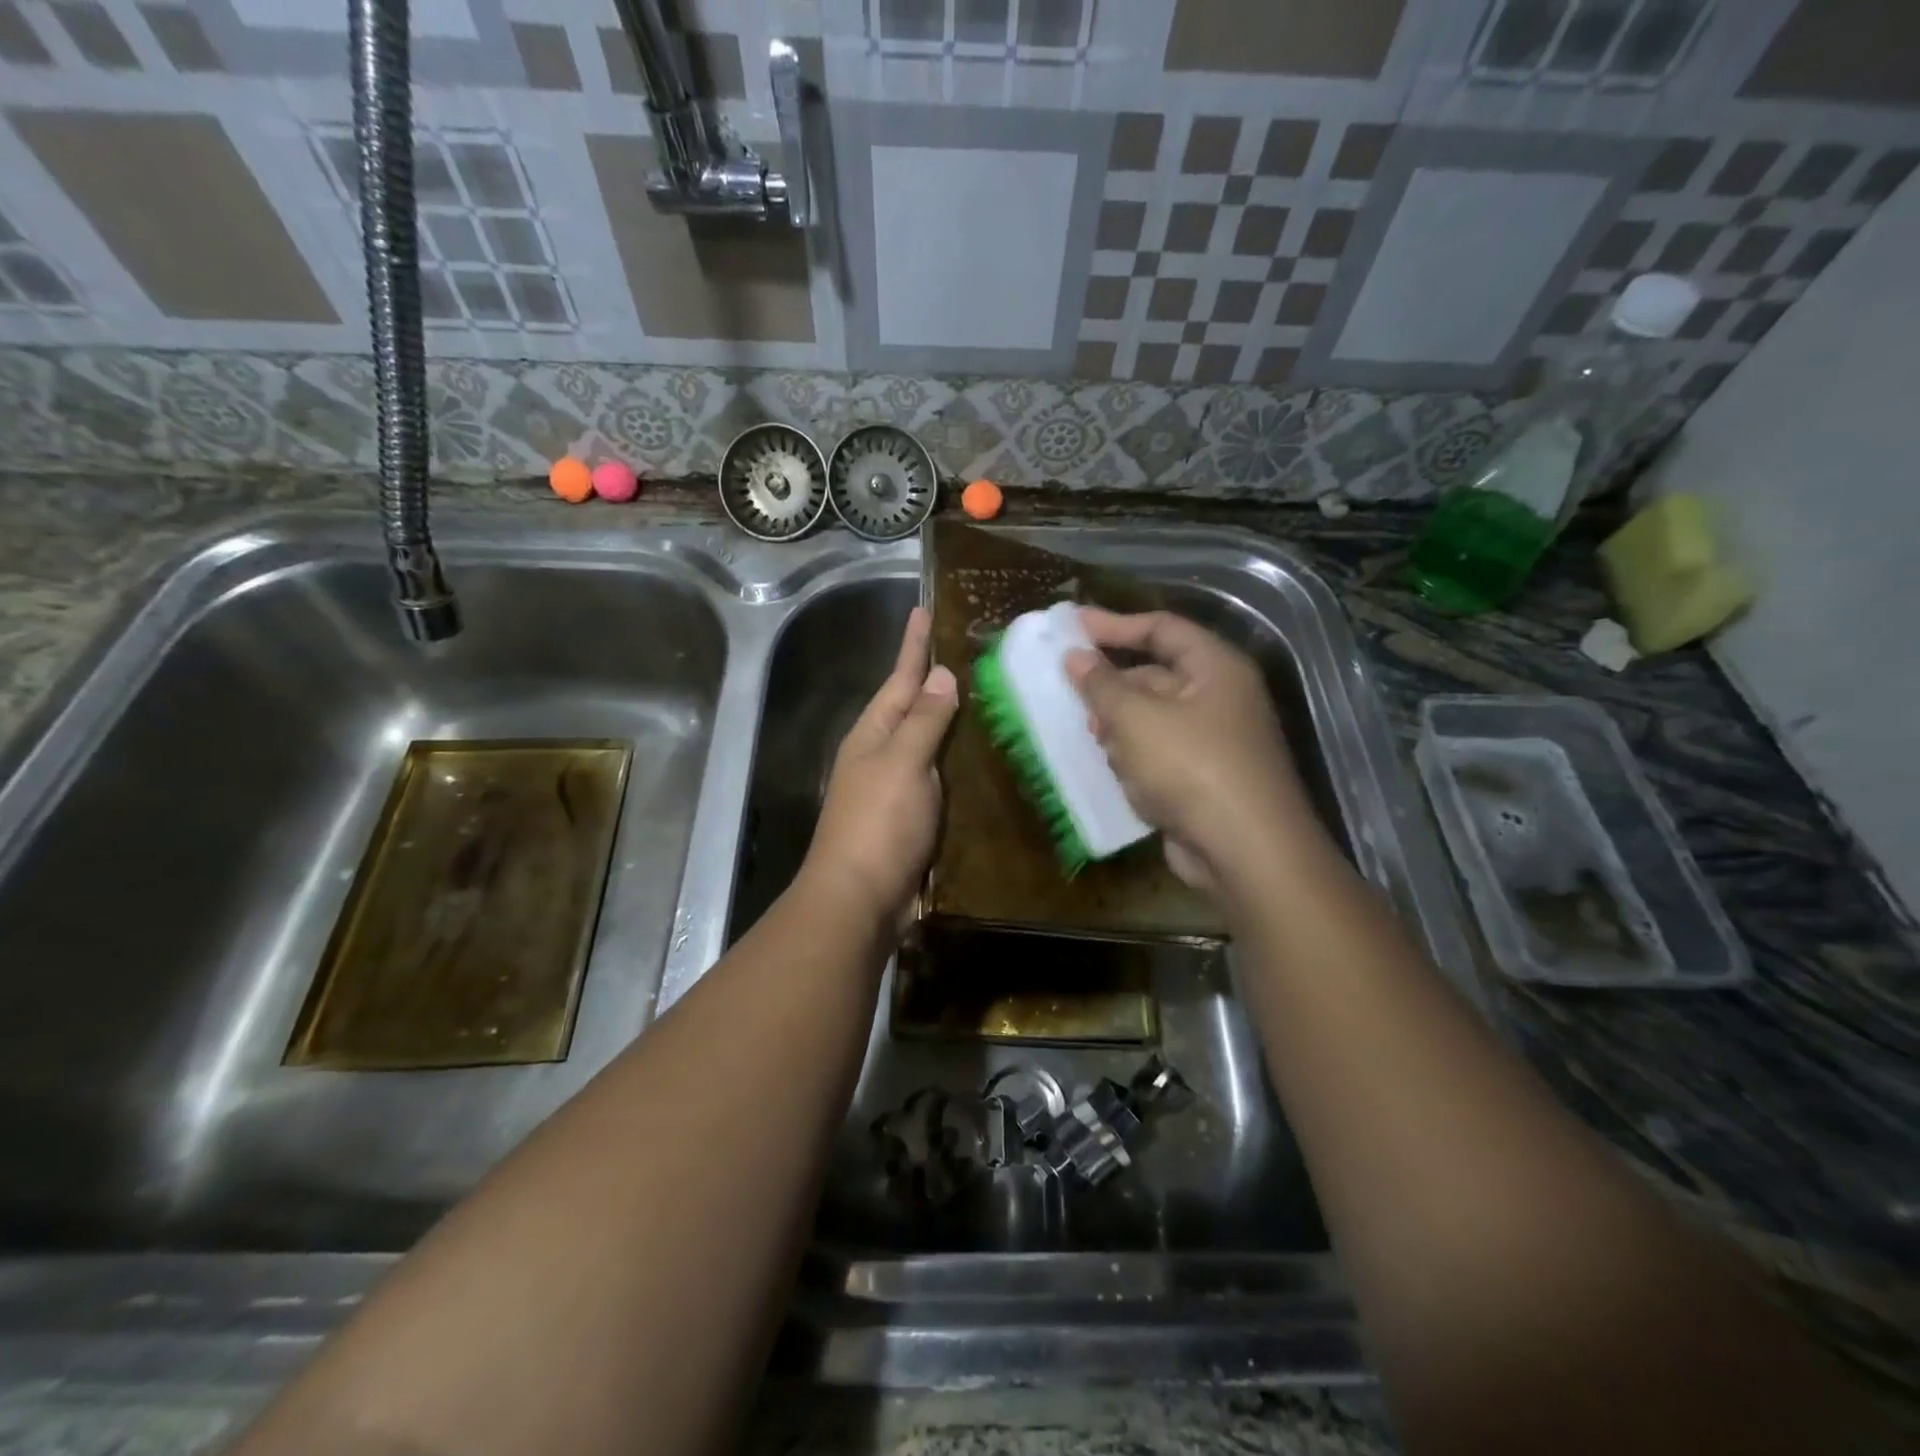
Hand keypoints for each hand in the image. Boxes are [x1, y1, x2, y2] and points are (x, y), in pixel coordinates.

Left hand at [801, 606, 958, 934]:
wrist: (860, 899)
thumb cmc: (879, 824)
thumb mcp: (903, 763)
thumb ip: (924, 720)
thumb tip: (941, 675)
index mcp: (873, 734)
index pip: (900, 677)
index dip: (914, 645)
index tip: (925, 609)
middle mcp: (882, 754)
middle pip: (913, 707)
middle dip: (936, 680)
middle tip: (972, 651)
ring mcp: (896, 787)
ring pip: (929, 743)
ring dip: (951, 721)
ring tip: (986, 695)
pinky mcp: (913, 817)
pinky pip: (940, 778)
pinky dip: (958, 763)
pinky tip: (982, 758)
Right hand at [1065, 608, 1321, 897]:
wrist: (1246, 852)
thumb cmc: (1191, 768)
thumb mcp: (1136, 719)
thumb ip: (1102, 685)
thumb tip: (1075, 656)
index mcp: (1216, 669)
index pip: (1162, 628)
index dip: (1115, 624)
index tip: (1071, 626)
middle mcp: (1220, 699)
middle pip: (1155, 676)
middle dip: (1112, 688)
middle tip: (1069, 693)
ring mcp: (1215, 743)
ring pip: (1153, 720)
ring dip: (1120, 729)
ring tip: (1092, 738)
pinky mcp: (1204, 781)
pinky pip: (1160, 756)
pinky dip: (1135, 760)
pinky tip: (1116, 773)